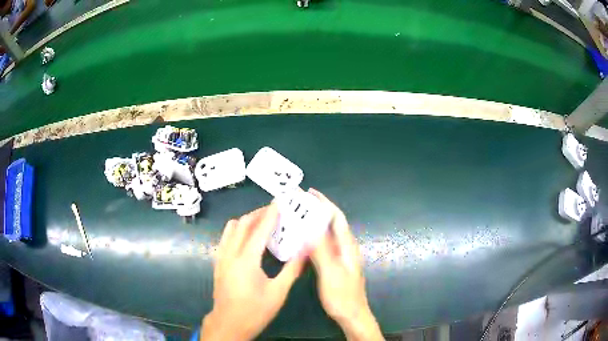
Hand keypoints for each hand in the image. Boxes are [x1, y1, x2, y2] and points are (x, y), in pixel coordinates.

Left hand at [201, 203, 306, 340]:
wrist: (229, 323)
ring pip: (231, 229)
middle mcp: (230, 254)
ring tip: (262, 222)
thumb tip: (306, 250)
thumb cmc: (255, 310)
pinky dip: (237, 231)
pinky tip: (248, 239)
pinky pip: (226, 238)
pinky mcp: (218, 263)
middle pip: (242, 224)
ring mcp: (221, 257)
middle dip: (258, 213)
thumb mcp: (278, 292)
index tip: (279, 202)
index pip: (259, 230)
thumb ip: (292, 269)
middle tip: (274, 211)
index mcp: (246, 260)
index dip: (270, 214)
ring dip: (246, 221)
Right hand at [309, 189, 382, 340]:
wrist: (352, 314)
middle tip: (300, 202)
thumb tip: (310, 228)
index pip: (337, 217)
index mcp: (347, 246)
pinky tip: (304, 239)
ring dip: (316, 222)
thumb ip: (321, 251)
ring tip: (299, 216)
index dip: (325, 203)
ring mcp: (342, 256)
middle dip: (319, 209)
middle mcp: (346, 247)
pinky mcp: (337, 264)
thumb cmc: (342, 295)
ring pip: (329, 233)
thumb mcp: (330, 273)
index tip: (310, 193)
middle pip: (333, 223)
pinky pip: (325, 244)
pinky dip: (315, 236)